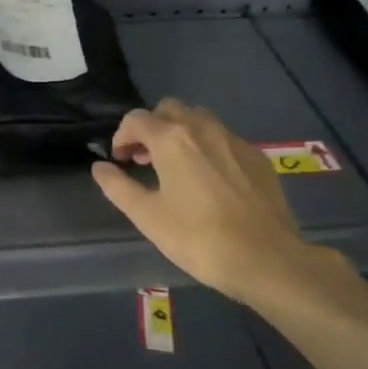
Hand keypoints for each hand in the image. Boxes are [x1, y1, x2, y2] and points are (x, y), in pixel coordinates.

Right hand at [91, 99, 352, 309]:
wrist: (267, 259)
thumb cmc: (199, 238)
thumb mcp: (147, 216)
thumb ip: (118, 187)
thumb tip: (100, 167)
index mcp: (171, 139)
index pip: (136, 119)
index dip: (121, 136)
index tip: (120, 161)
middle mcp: (202, 128)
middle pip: (169, 109)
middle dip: (151, 127)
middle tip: (145, 158)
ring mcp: (234, 140)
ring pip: (199, 119)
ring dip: (180, 132)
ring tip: (176, 165)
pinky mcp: (257, 157)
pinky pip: (224, 138)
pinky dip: (207, 147)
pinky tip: (209, 180)